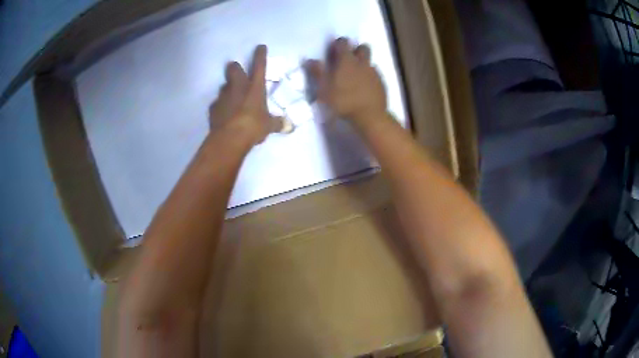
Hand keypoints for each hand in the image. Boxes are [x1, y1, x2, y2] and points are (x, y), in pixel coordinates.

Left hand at [209, 45, 284, 144]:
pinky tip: (224, 113)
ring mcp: (223, 96)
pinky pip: (217, 103)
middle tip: (238, 73)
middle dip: (235, 68)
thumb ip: (277, 123)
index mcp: (255, 87)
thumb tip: (289, 126)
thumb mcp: (268, 126)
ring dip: (228, 89)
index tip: (260, 47)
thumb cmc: (253, 126)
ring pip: (224, 85)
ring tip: (232, 98)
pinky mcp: (213, 108)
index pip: (259, 66)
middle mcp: (238, 87)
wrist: (229, 138)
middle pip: (233, 69)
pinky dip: (221, 106)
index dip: (260, 55)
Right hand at [306, 38, 387, 128]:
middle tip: (348, 60)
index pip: (344, 42)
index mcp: (347, 61)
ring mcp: (374, 73)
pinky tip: (364, 87)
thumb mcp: (324, 89)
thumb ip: (317, 72)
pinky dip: (369, 77)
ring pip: (370, 61)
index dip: (339, 43)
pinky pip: (375, 74)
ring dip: (363, 64)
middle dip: (356, 49)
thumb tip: (308, 60)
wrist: (370, 116)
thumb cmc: (343, 102)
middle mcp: (362, 63)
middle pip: (363, 47)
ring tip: (355, 76)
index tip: (334, 50)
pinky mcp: (381, 84)